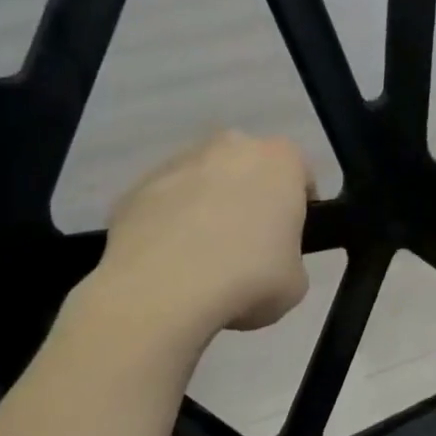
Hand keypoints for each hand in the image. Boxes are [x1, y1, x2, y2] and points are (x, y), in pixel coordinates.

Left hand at [91, 132, 313, 344]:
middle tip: (249, 248)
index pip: (300, 174)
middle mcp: (229, 147)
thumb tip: (268, 261)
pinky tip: (170, 265)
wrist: (163, 289)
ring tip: (202, 262)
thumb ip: (289, 258)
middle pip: (247, 169)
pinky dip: (169, 227)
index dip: (300, 208)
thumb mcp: (296, 281)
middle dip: (249, 200)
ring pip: (202, 183)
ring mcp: (177, 162)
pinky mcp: (135, 187)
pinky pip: (164, 205)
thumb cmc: (250, 277)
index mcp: (279, 160)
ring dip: (206, 210)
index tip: (291, 239)